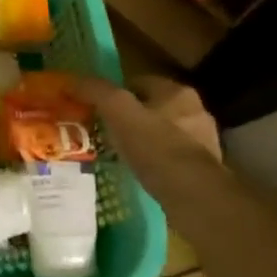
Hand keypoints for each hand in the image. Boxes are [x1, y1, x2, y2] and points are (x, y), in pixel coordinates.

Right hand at [78, 75, 224, 199]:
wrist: (193, 196)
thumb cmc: (155, 147)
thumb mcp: (118, 112)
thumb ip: (96, 91)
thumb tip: (71, 80)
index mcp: (177, 91)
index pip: (138, 82)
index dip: (115, 94)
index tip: (98, 110)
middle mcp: (196, 110)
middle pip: (153, 107)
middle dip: (132, 117)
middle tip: (108, 132)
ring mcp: (204, 141)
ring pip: (163, 132)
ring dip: (146, 140)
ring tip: (122, 154)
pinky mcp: (205, 168)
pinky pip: (173, 157)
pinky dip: (158, 161)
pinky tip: (143, 172)